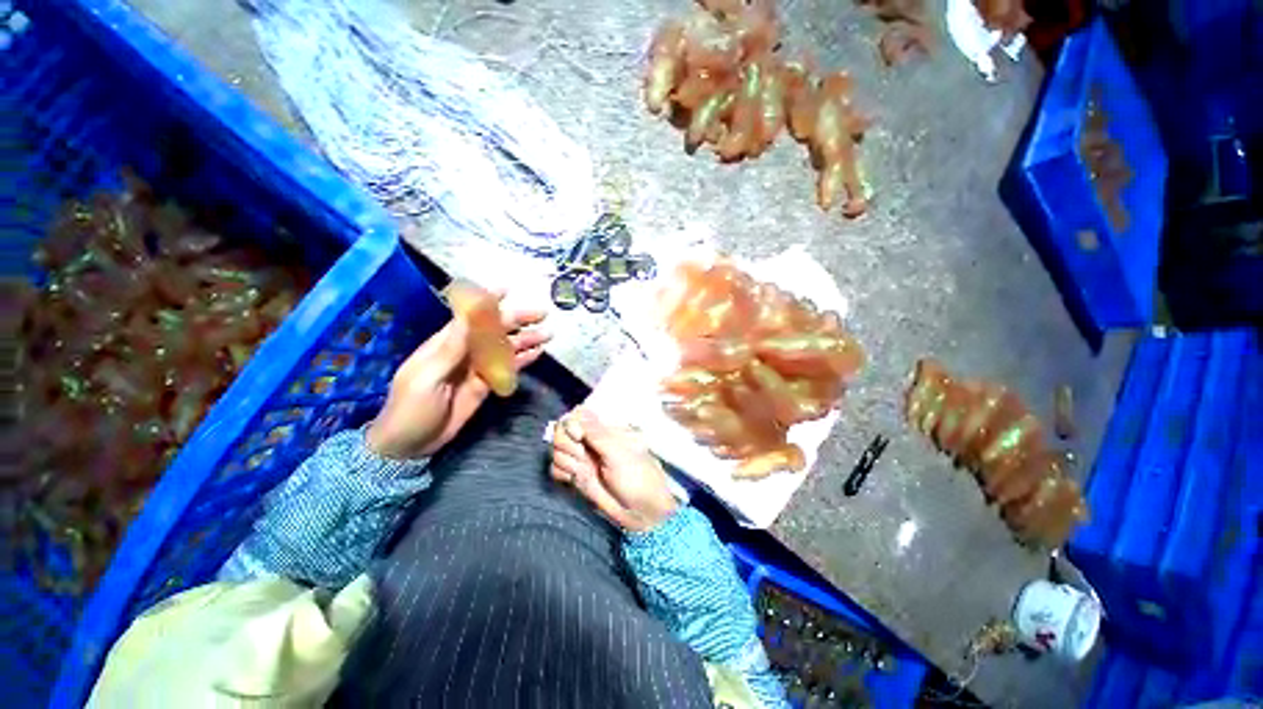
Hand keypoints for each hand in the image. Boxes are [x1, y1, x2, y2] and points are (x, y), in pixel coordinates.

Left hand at [366, 302, 549, 459]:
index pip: (471, 315)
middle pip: (495, 330)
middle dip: (518, 320)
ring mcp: (477, 368)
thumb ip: (451, 349)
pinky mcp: (485, 384)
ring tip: (547, 334)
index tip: (507, 288)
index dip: (488, 301)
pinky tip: (537, 354)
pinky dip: (522, 360)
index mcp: (446, 343)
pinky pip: (507, 368)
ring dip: (526, 339)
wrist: (410, 443)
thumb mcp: (426, 378)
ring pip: (506, 348)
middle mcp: (465, 351)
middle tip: (542, 314)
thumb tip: (469, 318)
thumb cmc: (411, 408)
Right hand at [550, 408, 678, 532]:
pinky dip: (562, 472)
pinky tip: (575, 479)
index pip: (578, 414)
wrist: (639, 511)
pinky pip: (555, 468)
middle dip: (567, 443)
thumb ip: (596, 434)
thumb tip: (575, 415)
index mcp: (605, 428)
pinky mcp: (575, 475)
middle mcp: (590, 440)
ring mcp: (582, 457)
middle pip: (562, 431)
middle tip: (583, 457)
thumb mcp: (619, 452)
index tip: (577, 435)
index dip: (571, 422)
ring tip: (584, 471)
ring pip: (557, 450)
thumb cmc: (637, 476)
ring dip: (567, 460)